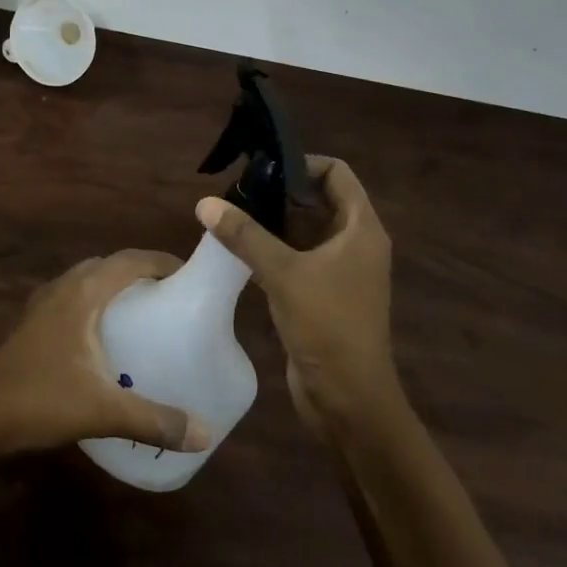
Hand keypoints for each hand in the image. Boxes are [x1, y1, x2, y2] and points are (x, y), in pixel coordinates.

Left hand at [0, 250, 212, 458]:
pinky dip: (97, 304)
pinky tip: (106, 340)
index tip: (190, 276)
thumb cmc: (39, 398)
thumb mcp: (101, 410)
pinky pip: (75, 299)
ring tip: (146, 315)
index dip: (161, 262)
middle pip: (110, 266)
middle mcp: (64, 287)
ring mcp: (45, 304)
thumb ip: (153, 418)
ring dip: (116, 288)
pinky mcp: (34, 323)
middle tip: (172, 298)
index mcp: (83, 292)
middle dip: (142, 274)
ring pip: (89, 281)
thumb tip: (205, 434)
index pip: (129, 260)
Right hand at [196, 156, 398, 440]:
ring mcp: (340, 270)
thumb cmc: (328, 327)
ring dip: (272, 222)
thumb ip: (244, 235)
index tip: (263, 168)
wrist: (349, 402)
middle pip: (318, 199)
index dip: (302, 164)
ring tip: (230, 215)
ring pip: (304, 229)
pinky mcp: (323, 293)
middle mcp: (355, 243)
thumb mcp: (284, 274)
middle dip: (279, 192)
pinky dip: (272, 248)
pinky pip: (297, 256)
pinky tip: (237, 250)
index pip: (336, 173)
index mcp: (361, 229)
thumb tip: (205, 202)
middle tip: (237, 190)